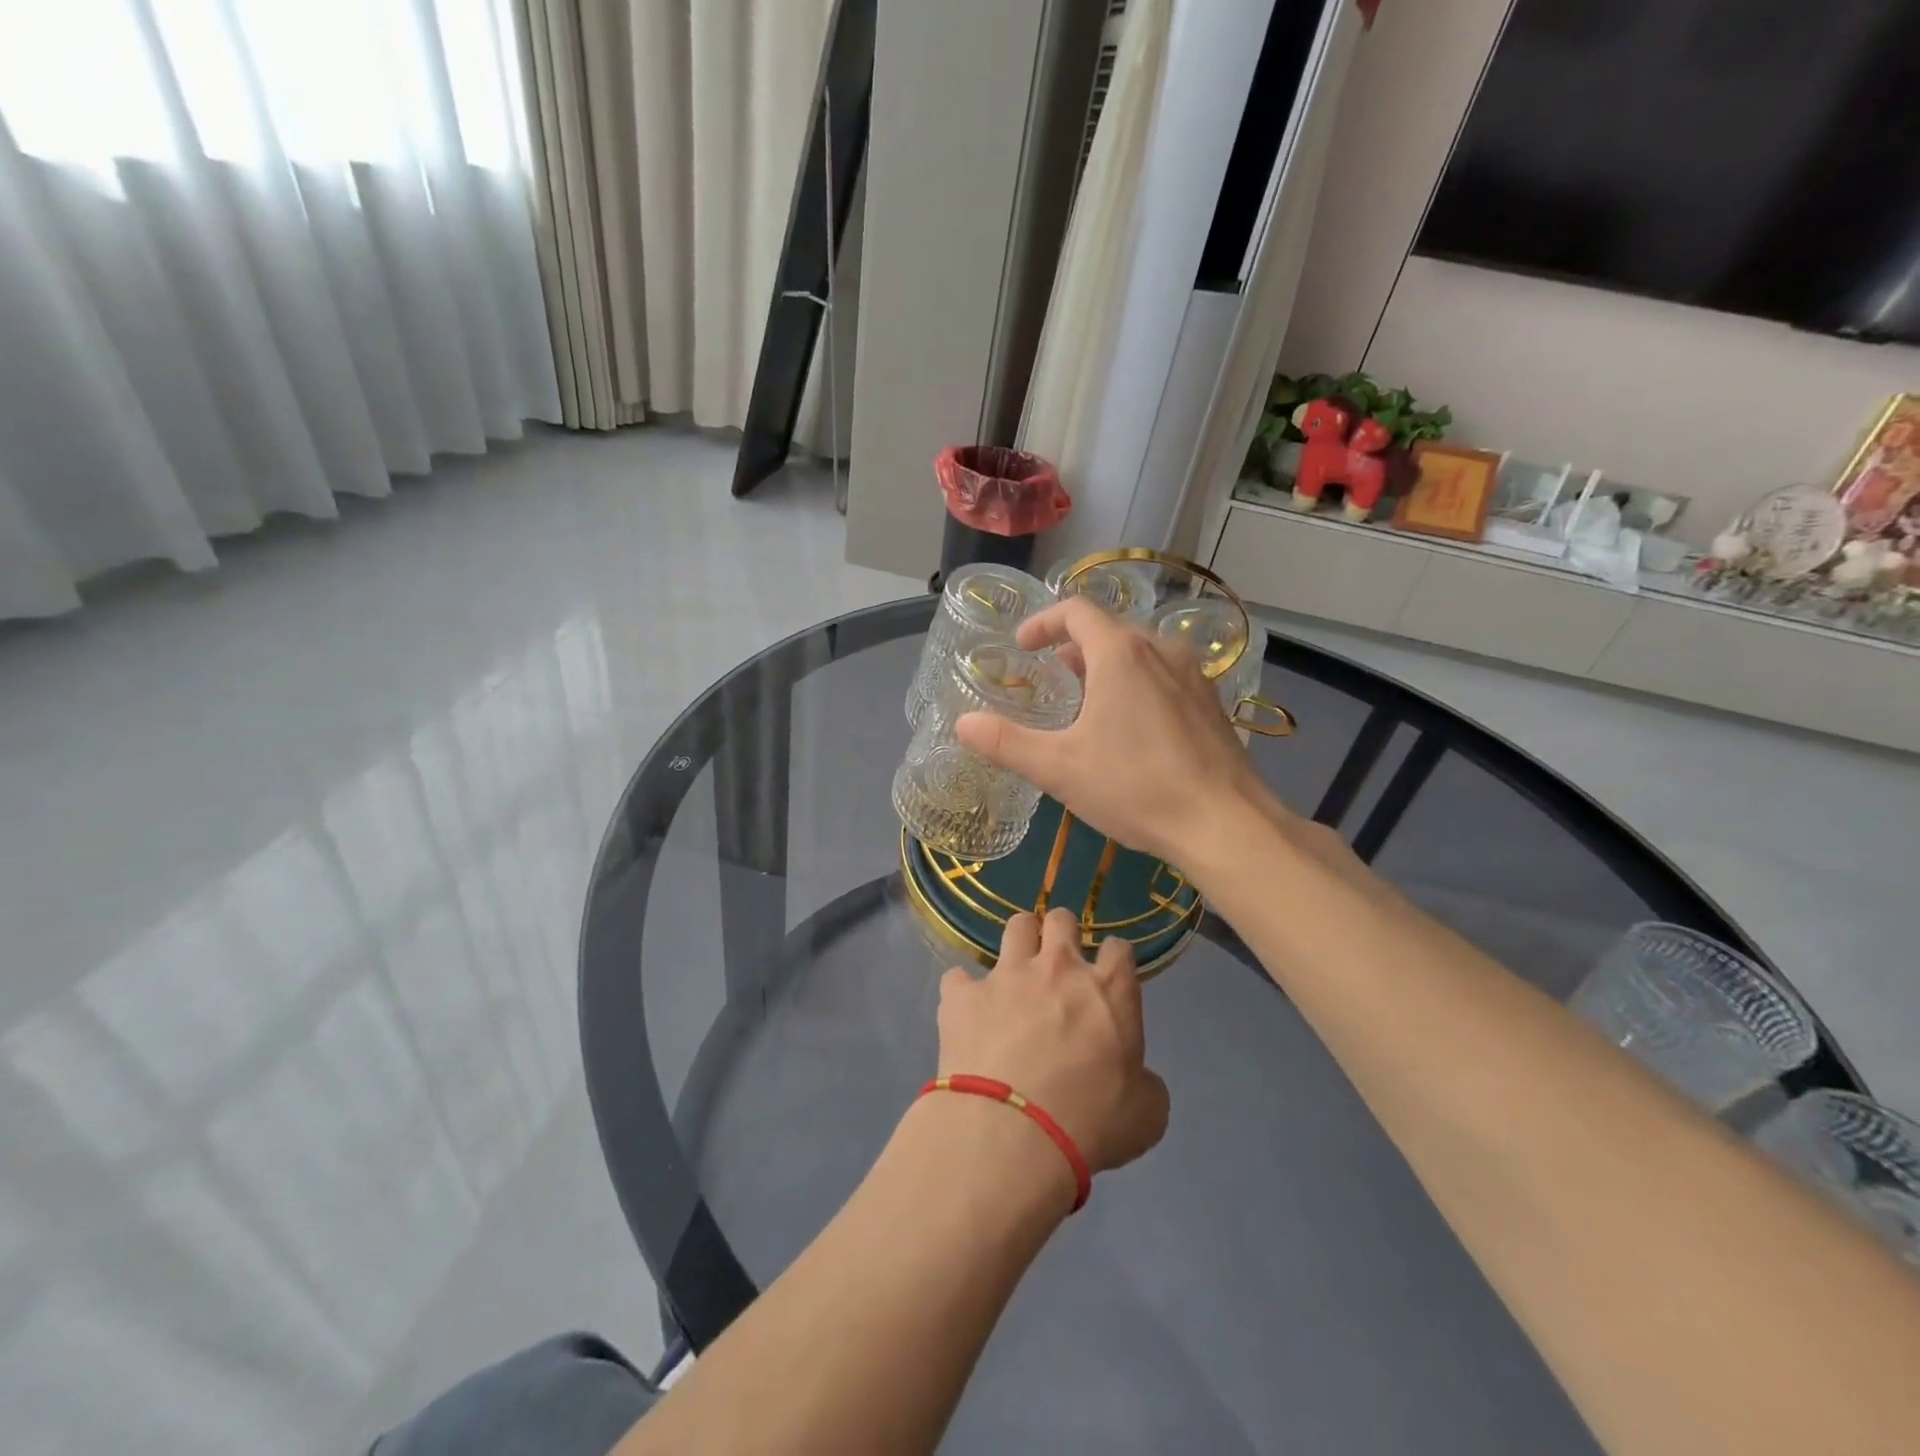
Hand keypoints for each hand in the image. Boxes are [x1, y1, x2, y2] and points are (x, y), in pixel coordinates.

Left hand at [936, 910, 1169, 1180]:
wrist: (1012, 1134)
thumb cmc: (1090, 1124)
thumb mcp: (1146, 1114)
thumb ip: (1144, 1083)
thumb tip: (1136, 1079)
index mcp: (1109, 990)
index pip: (1118, 948)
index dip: (1113, 960)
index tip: (1108, 977)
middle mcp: (1058, 967)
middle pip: (1061, 919)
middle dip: (1061, 934)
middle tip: (1057, 964)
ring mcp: (1006, 975)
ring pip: (1016, 926)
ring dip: (1018, 943)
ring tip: (1015, 971)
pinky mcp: (963, 994)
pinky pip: (959, 977)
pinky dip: (964, 993)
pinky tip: (966, 1013)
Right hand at [955, 596, 1269, 864]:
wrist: (1225, 823)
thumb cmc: (1135, 786)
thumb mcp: (1059, 768)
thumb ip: (1006, 743)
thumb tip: (963, 724)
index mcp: (1121, 654)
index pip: (1076, 611)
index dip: (1043, 622)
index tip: (1023, 645)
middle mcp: (1161, 651)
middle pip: (1110, 631)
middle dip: (1075, 647)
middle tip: (1053, 676)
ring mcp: (1193, 676)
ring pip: (1141, 654)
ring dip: (1108, 666)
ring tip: (1089, 701)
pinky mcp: (1212, 704)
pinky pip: (1166, 677)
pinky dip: (1139, 685)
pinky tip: (1133, 729)